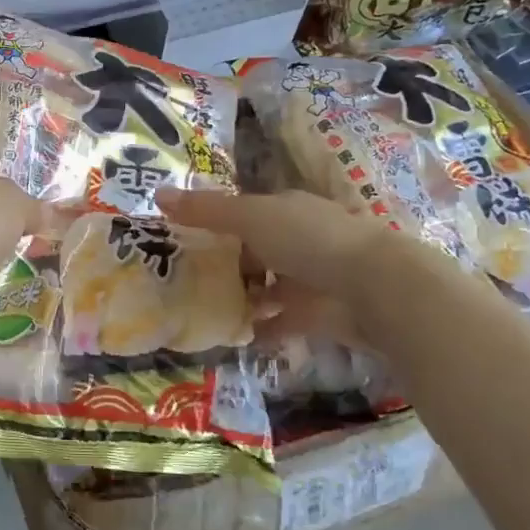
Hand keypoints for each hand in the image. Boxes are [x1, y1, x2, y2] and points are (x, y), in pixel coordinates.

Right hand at [156, 187, 419, 347]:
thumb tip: (157, 193)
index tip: (181, 238)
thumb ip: (205, 210)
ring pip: (265, 286)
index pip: (245, 212)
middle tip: (181, 278)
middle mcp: (299, 240)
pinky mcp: (315, 316)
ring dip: (240, 296)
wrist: (373, 288)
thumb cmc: (308, 239)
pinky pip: (278, 322)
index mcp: (286, 209)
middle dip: (224, 263)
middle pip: (254, 250)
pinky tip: (228, 336)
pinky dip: (256, 329)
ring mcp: (309, 280)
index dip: (215, 222)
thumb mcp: (249, 216)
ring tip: (199, 308)